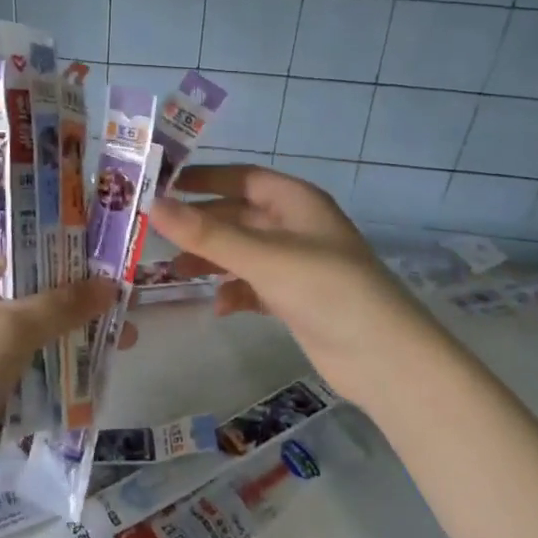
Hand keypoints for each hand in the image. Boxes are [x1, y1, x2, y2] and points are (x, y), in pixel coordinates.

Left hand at [0, 261, 116, 484]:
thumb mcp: (14, 329)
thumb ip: (63, 304)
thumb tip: (112, 285)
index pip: (17, 245)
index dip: (58, 245)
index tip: (100, 249)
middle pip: (36, 289)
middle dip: (79, 296)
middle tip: (123, 297)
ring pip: (40, 328)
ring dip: (76, 332)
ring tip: (123, 337)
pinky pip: (37, 361)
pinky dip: (63, 363)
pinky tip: (99, 366)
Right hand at [149, 165, 439, 406]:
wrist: (385, 359)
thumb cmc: (326, 289)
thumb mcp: (263, 256)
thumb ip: (208, 233)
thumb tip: (153, 205)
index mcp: (297, 202)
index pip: (242, 178)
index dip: (204, 179)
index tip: (163, 186)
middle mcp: (296, 227)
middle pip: (238, 215)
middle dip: (201, 224)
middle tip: (156, 234)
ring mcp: (297, 265)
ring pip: (242, 252)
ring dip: (212, 259)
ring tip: (175, 272)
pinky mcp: (296, 300)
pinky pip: (254, 286)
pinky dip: (234, 291)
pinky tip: (218, 306)